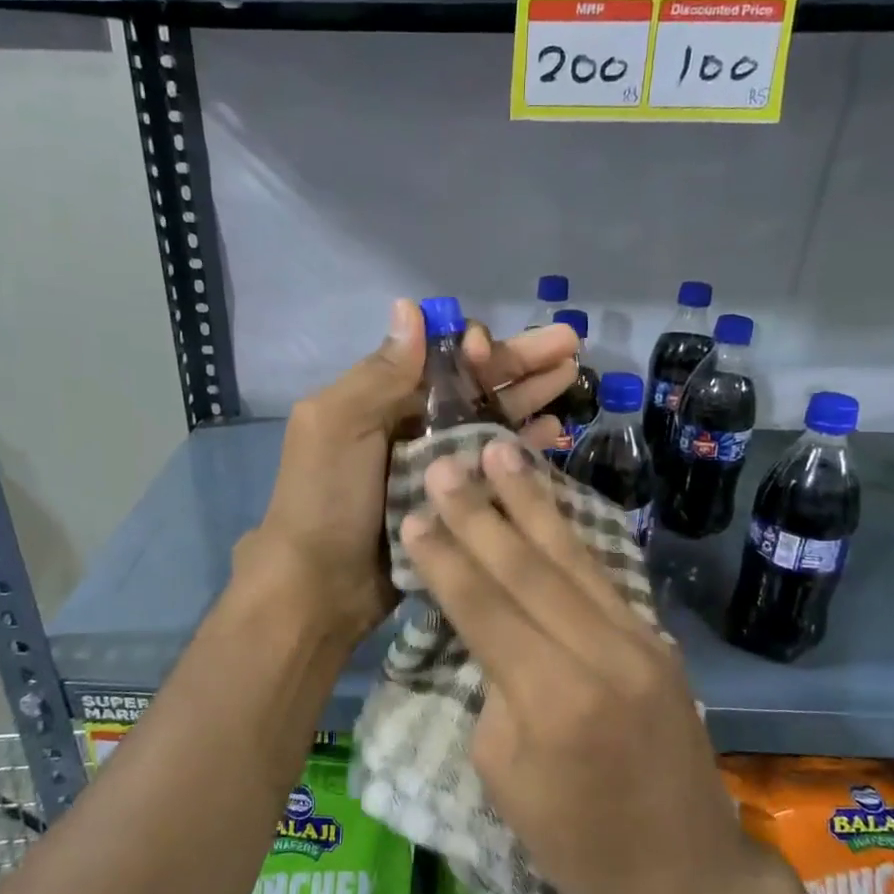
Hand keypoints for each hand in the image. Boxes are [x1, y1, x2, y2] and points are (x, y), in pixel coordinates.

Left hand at [240, 300, 581, 650]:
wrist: (320, 586)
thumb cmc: (325, 498)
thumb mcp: (337, 425)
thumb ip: (380, 373)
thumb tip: (410, 307)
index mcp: (384, 399)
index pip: (440, 358)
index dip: (472, 348)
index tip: (489, 351)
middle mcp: (415, 425)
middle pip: (476, 385)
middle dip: (520, 361)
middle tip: (569, 344)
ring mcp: (439, 465)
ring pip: (493, 420)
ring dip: (530, 396)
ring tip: (572, 377)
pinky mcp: (458, 501)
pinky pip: (496, 465)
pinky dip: (523, 446)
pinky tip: (554, 431)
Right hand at [399, 438, 761, 893]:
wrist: (684, 875)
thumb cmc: (575, 843)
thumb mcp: (503, 774)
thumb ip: (493, 687)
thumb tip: (491, 629)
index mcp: (552, 700)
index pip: (486, 608)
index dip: (446, 558)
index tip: (415, 511)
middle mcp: (602, 655)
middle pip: (528, 568)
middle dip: (480, 512)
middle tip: (448, 461)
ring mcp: (640, 641)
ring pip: (572, 556)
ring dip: (531, 501)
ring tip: (502, 451)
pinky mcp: (658, 639)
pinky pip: (602, 574)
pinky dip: (570, 532)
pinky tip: (548, 500)